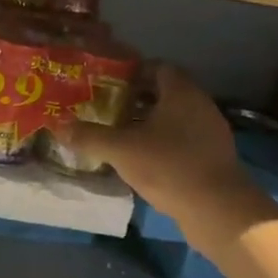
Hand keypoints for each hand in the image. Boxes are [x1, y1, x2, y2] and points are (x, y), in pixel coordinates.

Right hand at [61, 62, 261, 222]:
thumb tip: (59, 126)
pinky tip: (143, 158)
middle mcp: (199, 105)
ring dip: (148, 122)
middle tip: (107, 108)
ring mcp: (210, 131)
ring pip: (174, 117)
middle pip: (164, 92)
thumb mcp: (120, 150)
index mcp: (181, 92)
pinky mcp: (213, 156)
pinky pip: (183, 138)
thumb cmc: (169, 166)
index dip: (131, 71)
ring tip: (119, 134)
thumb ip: (89, 136)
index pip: (157, 67)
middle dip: (135, 98)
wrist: (218, 210)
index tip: (107, 83)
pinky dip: (163, 142)